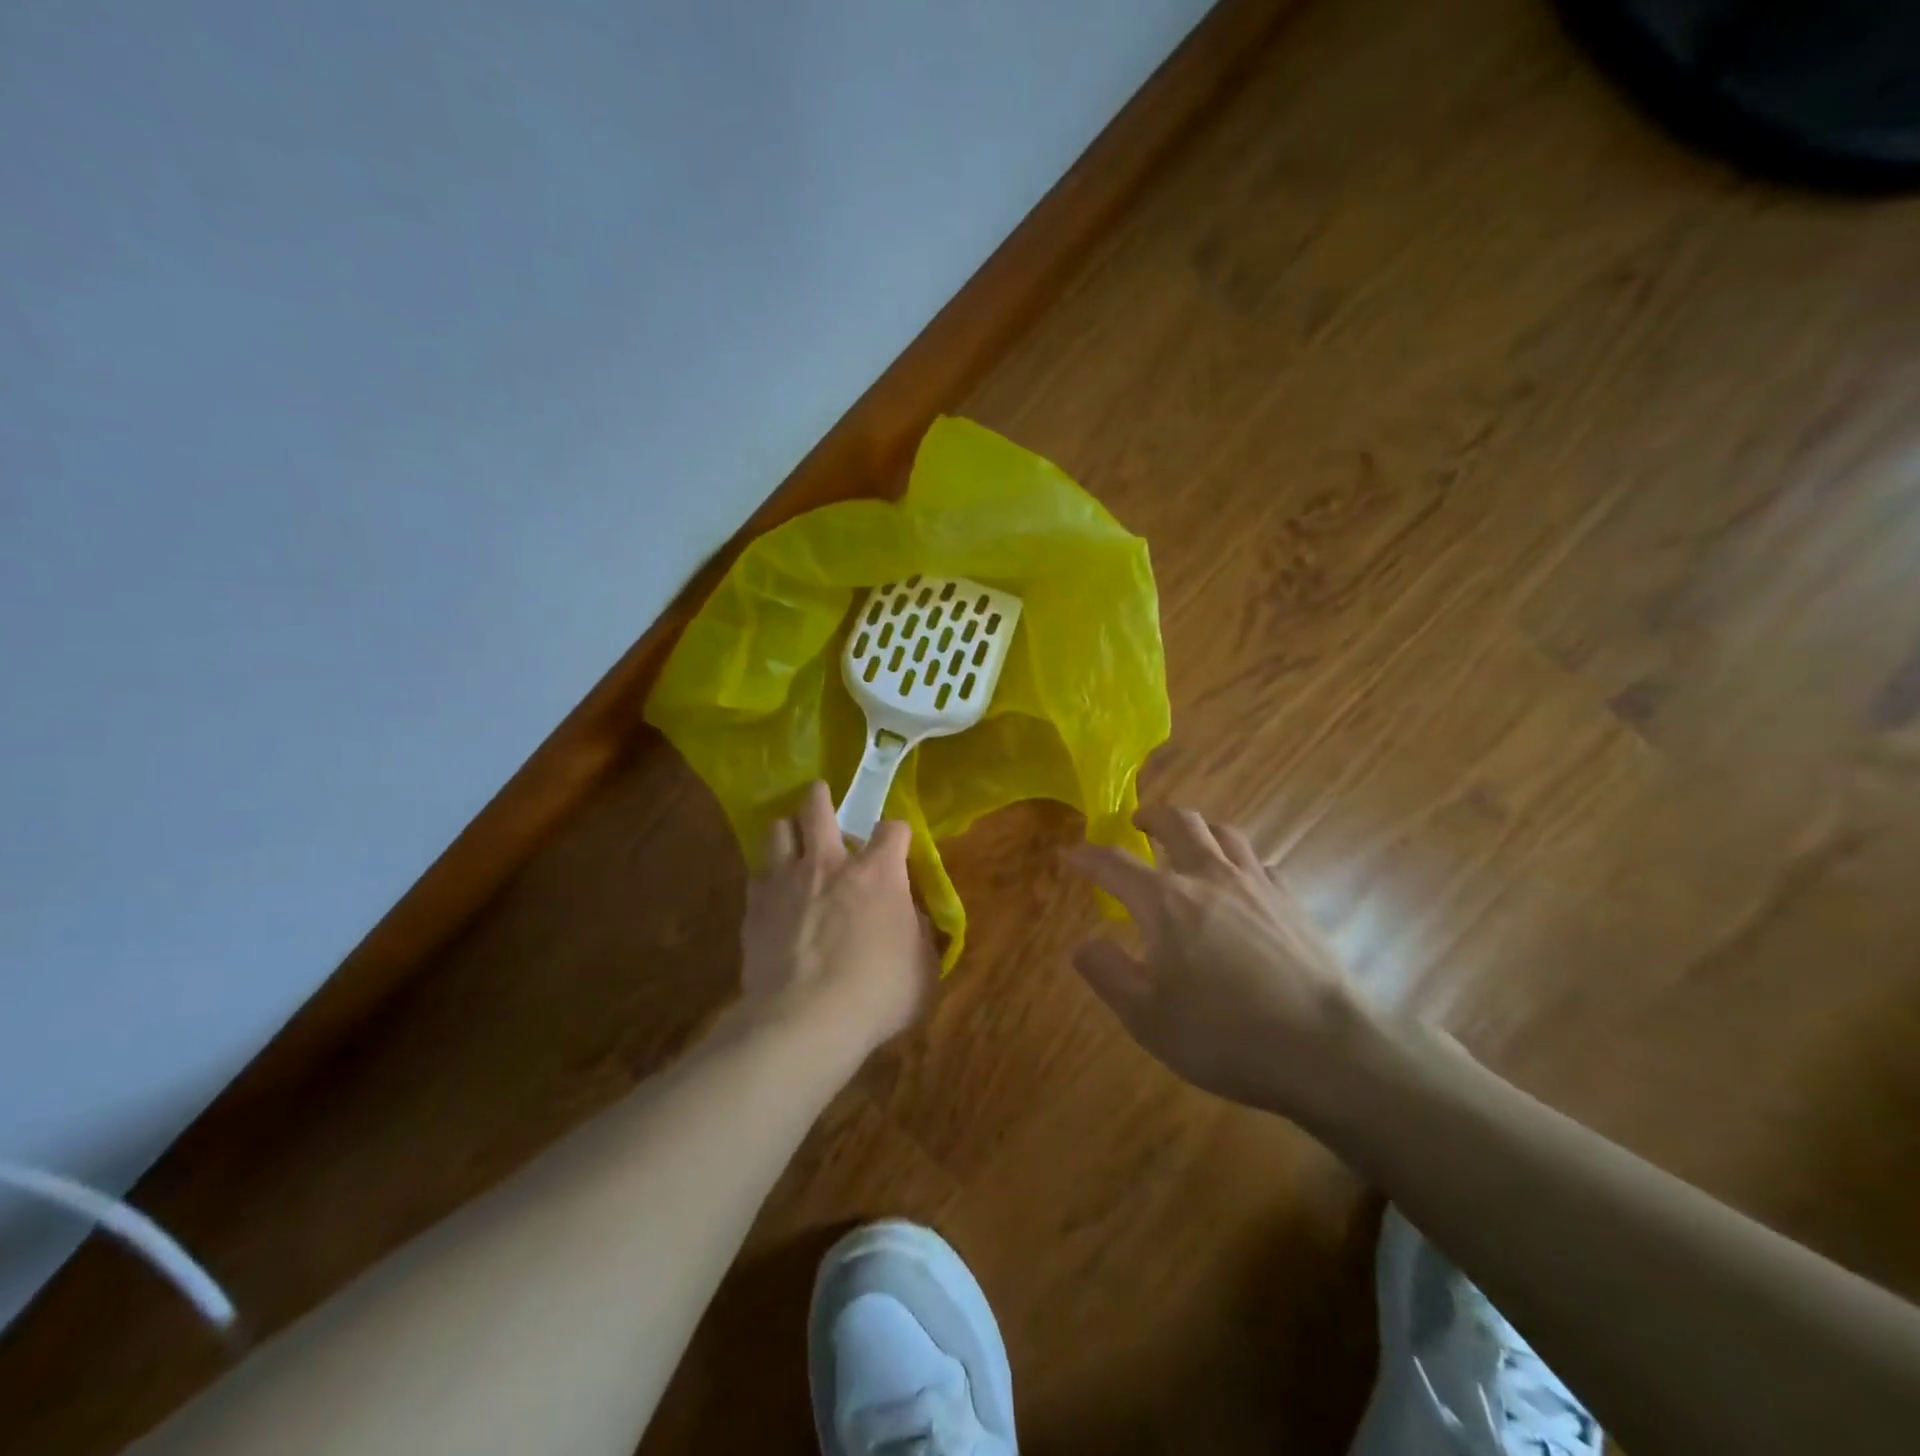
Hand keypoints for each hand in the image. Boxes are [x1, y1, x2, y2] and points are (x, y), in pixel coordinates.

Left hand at [738, 781, 935, 1054]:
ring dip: (787, 831)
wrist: (805, 1020)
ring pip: (777, 830)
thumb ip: (920, 934)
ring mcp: (786, 880)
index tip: (898, 845)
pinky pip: (756, 874)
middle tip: (821, 799)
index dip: (897, 834)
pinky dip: (766, 877)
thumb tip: (912, 918)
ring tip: (792, 841)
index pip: (893, 829)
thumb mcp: (922, 968)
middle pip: (818, 807)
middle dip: (821, 798)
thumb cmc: (877, 993)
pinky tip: (771, 892)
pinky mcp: (754, 906)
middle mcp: (829, 863)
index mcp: (878, 873)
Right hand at [1064, 805, 1380, 1119]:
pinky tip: (1241, 883)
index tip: (1069, 854)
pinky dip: (1240, 861)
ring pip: (1224, 832)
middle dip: (1152, 815)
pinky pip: (1260, 862)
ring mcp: (1257, 884)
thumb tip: (1081, 943)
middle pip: (1179, 823)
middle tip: (1138, 823)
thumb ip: (1107, 973)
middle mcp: (1209, 877)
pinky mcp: (1292, 901)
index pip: (1114, 863)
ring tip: (1189, 840)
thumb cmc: (1225, 1034)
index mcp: (1166, 901)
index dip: (1086, 856)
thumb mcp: (1147, 1017)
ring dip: (1199, 828)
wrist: (1326, 1049)